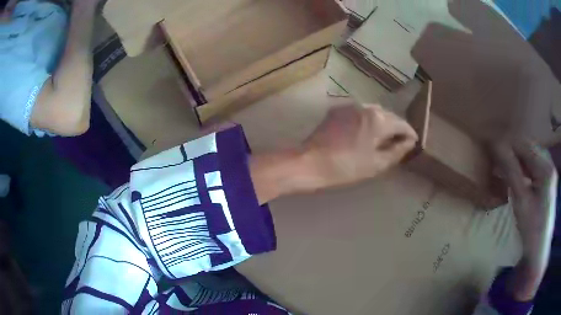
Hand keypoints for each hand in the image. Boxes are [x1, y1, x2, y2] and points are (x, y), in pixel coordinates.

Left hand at [302, 104, 417, 188]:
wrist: (310, 162)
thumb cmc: (346, 167)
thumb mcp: (377, 164)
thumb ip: (397, 151)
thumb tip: (409, 142)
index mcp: (378, 119)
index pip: (402, 124)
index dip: (410, 134)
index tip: (413, 143)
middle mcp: (366, 106)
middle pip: (388, 116)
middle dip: (395, 128)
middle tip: (397, 143)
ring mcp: (350, 105)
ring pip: (373, 112)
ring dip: (380, 123)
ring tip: (380, 139)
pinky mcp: (337, 109)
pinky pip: (358, 113)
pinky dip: (365, 121)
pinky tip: (362, 134)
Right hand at [492, 140, 557, 299]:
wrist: (539, 251)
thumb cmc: (531, 229)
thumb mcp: (521, 201)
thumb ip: (511, 171)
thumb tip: (496, 145)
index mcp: (546, 167)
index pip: (524, 145)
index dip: (507, 143)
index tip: (490, 146)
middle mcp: (549, 163)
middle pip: (528, 147)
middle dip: (512, 150)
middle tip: (495, 158)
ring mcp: (549, 170)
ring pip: (530, 155)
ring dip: (517, 158)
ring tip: (502, 165)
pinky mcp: (547, 178)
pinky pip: (534, 165)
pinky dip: (523, 167)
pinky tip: (515, 173)